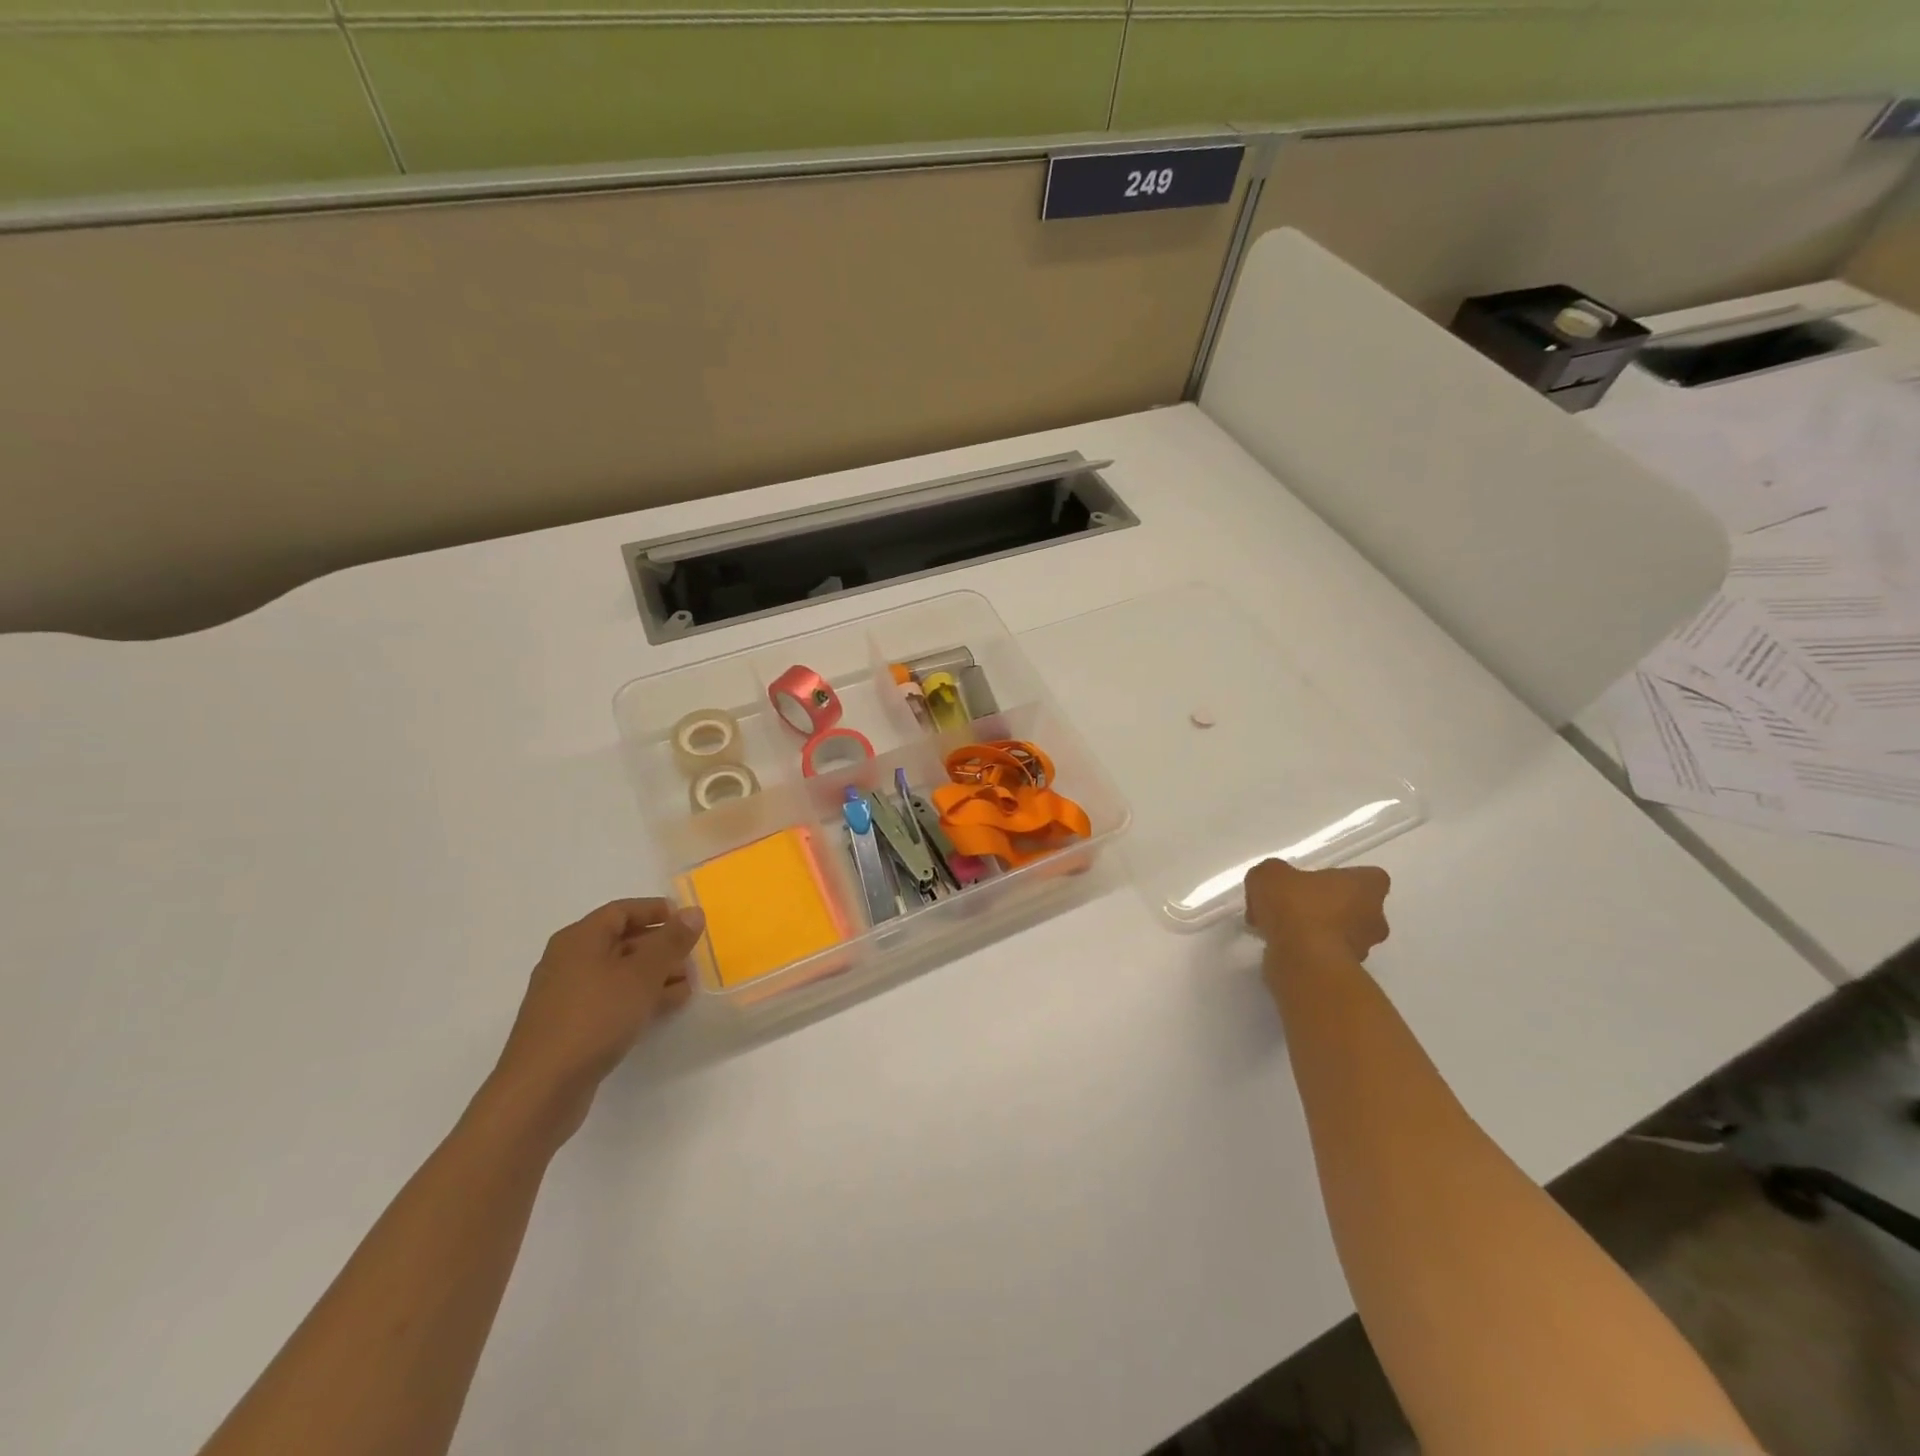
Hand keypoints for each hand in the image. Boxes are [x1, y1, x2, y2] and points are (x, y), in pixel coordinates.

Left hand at [489, 898, 703, 1137]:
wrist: (541, 1089)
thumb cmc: (594, 1018)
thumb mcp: (641, 975)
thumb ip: (671, 941)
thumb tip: (693, 911)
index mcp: (579, 939)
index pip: (622, 911)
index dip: (656, 911)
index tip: (688, 920)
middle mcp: (569, 961)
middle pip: (621, 941)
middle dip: (661, 947)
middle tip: (694, 956)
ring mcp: (567, 996)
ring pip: (619, 974)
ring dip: (655, 975)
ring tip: (689, 984)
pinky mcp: (571, 1026)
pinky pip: (612, 1000)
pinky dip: (639, 998)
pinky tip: (666, 1008)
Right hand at [1243, 860, 1390, 964]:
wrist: (1301, 961)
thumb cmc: (1296, 907)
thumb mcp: (1270, 874)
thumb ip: (1274, 874)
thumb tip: (1273, 884)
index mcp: (1368, 888)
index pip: (1369, 878)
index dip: (1345, 878)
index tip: (1318, 882)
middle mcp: (1375, 918)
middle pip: (1356, 908)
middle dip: (1330, 908)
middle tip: (1297, 906)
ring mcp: (1364, 950)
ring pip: (1341, 934)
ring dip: (1318, 931)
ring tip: (1282, 930)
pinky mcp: (1346, 973)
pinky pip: (1325, 955)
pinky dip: (1308, 952)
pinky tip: (1280, 948)